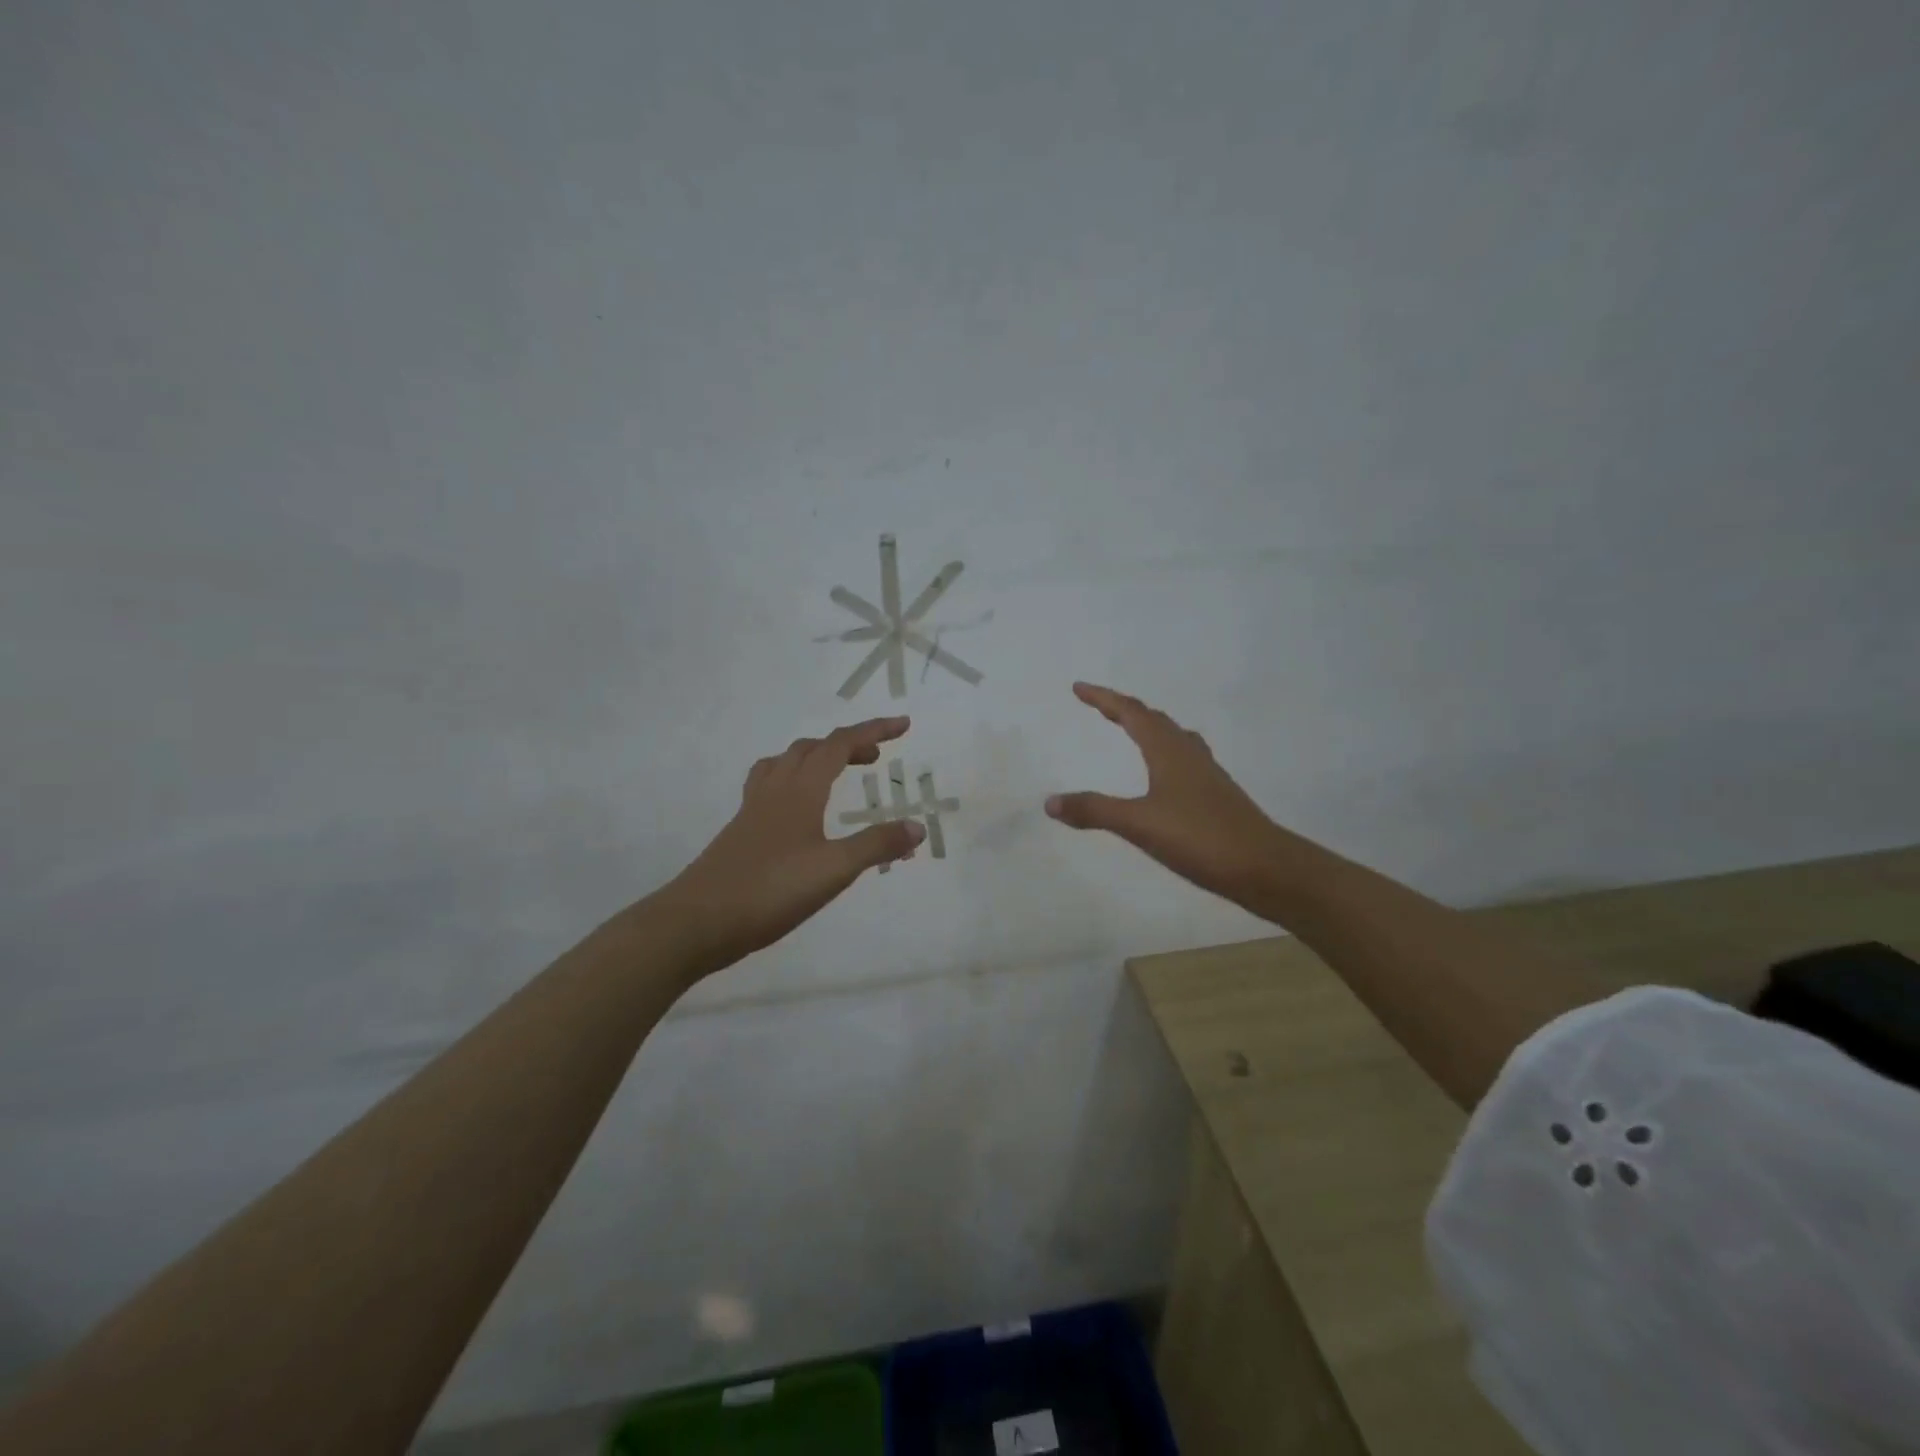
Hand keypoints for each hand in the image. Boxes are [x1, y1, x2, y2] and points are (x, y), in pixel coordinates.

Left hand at [665, 716, 924, 972]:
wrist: (698, 921)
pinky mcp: (740, 831)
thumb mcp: (834, 870)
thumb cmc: (770, 890)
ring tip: (833, 773)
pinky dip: (791, 781)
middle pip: (811, 749)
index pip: (840, 745)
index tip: (903, 725)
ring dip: (814, 757)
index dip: (873, 730)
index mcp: (800, 790)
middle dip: (846, 745)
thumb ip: (877, 845)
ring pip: (784, 763)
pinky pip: (768, 786)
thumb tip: (918, 827)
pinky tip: (796, 812)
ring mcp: (752, 810)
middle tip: (875, 758)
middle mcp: (775, 790)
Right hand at [1047, 683, 1282, 909]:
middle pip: (1153, 719)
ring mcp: (1206, 773)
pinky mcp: (1216, 795)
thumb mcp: (1139, 824)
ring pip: (1173, 737)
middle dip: (1123, 709)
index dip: (1104, 698)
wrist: (1265, 867)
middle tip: (1099, 706)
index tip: (1079, 688)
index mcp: (1169, 750)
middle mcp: (1189, 753)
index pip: (1131, 713)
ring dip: (1148, 727)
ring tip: (1131, 729)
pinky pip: (1183, 758)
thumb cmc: (1200, 837)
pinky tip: (1165, 773)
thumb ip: (1095, 810)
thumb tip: (1050, 802)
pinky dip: (1164, 751)